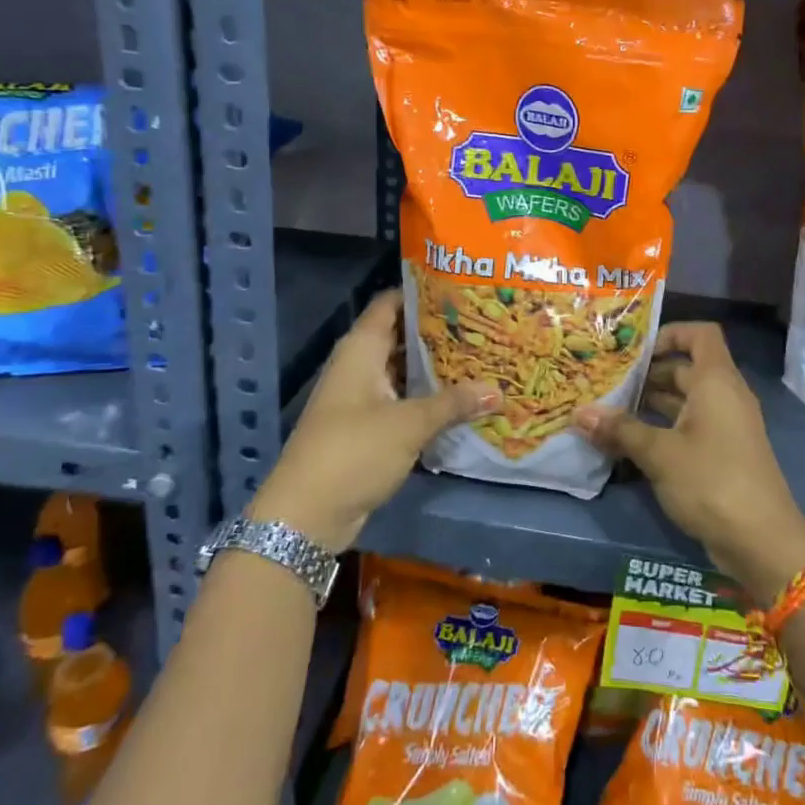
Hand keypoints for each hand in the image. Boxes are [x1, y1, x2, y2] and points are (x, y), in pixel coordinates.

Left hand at [247, 290, 498, 553]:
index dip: (423, 292)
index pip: (391, 303)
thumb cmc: (354, 451)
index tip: (463, 289)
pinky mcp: (367, 427)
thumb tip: (498, 390)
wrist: (306, 515)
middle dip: (439, 332)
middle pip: (401, 336)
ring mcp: (362, 398)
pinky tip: (461, 399)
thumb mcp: (409, 424)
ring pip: (404, 371)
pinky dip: (427, 397)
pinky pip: (402, 400)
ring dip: (435, 368)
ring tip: (481, 357)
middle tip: (483, 325)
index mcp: (361, 349)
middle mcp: (359, 366)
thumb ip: (454, 403)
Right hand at [572, 322, 804, 602]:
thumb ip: (620, 430)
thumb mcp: (659, 454)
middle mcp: (724, 396)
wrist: (762, 542)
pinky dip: (662, 428)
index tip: (635, 351)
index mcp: (717, 381)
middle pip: (685, 368)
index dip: (670, 333)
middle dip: (647, 374)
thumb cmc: (712, 482)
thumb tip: (579, 414)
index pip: (700, 334)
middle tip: (607, 382)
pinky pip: (689, 426)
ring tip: (609, 411)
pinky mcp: (722, 454)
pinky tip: (629, 443)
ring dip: (650, 404)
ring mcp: (725, 426)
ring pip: (685, 401)